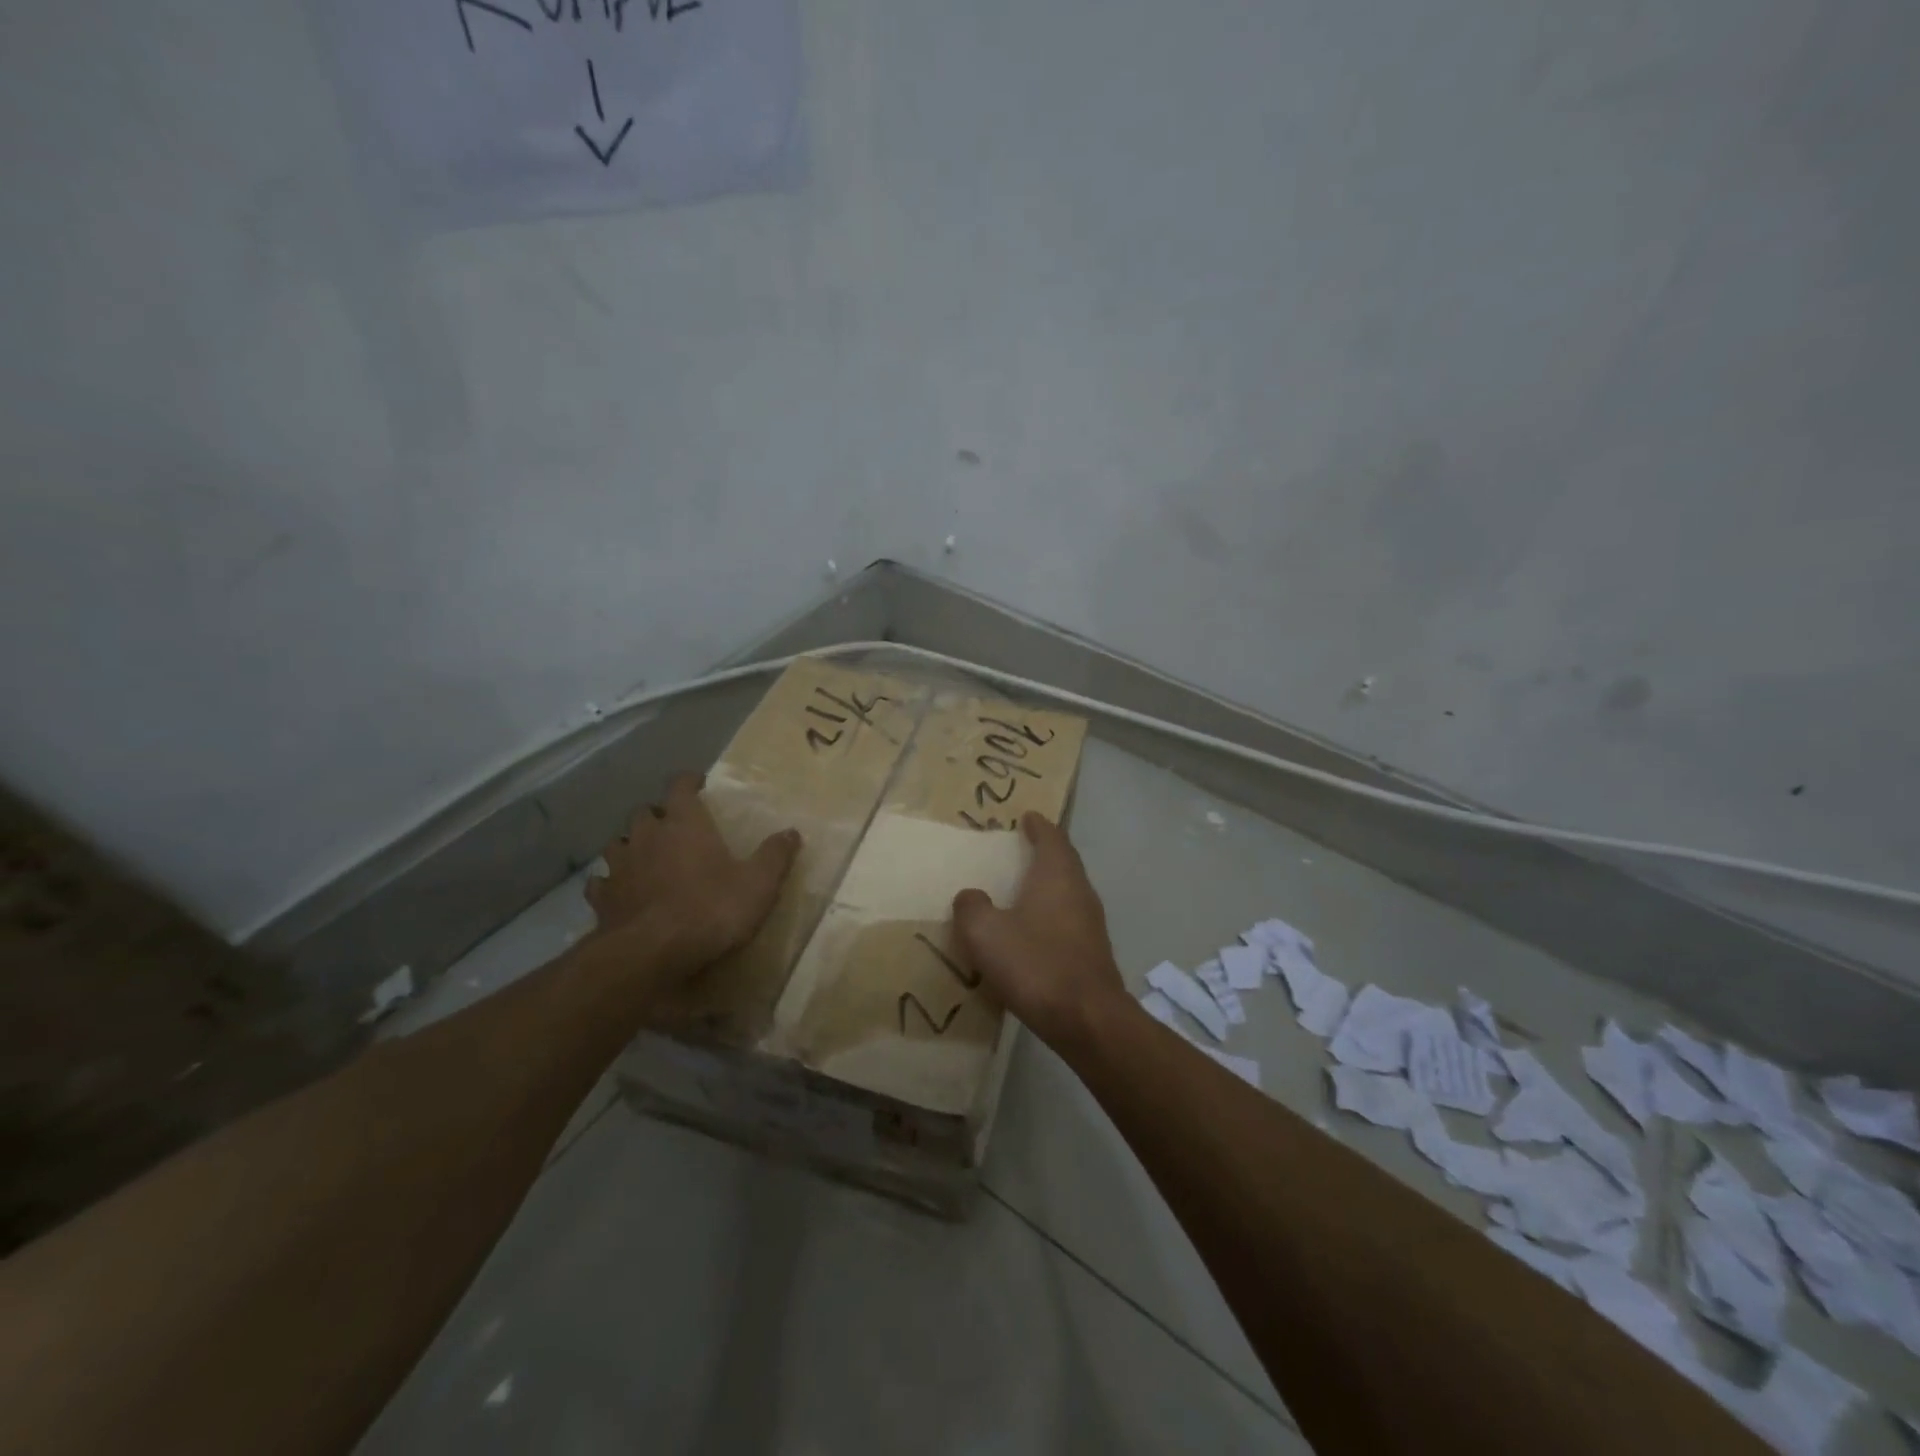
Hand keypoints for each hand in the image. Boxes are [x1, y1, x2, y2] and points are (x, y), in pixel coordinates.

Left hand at [586, 771, 800, 975]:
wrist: (653, 954)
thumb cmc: (711, 909)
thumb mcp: (758, 883)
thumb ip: (775, 855)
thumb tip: (792, 832)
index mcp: (684, 823)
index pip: (680, 787)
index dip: (688, 782)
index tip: (697, 784)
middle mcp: (647, 836)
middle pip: (644, 812)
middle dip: (657, 815)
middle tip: (673, 827)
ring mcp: (620, 867)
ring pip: (618, 843)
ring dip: (630, 845)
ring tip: (644, 857)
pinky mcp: (602, 899)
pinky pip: (601, 882)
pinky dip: (610, 883)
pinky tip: (619, 892)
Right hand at [951, 811, 1126, 1052]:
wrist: (1087, 1019)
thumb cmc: (1035, 964)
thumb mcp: (985, 933)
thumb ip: (972, 907)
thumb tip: (971, 896)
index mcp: (1057, 875)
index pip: (1052, 837)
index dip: (1039, 825)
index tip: (1028, 816)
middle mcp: (1080, 891)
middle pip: (1064, 861)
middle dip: (1045, 851)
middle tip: (1021, 847)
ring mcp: (1091, 923)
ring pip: (1068, 891)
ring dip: (1048, 884)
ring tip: (1022, 888)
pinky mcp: (1093, 952)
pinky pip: (1068, 919)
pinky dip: (1051, 914)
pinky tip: (1033, 931)